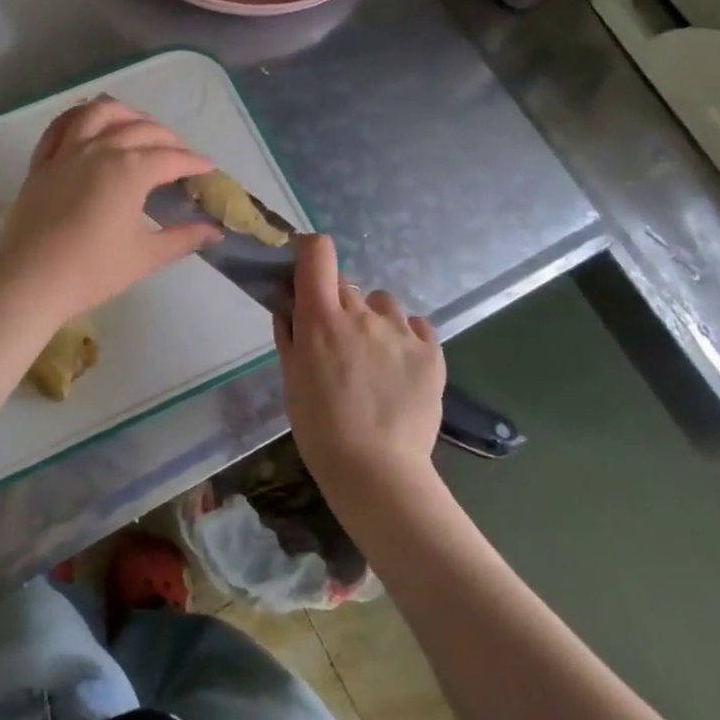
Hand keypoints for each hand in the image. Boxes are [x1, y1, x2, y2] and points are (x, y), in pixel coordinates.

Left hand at [0, 98, 219, 324]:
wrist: (30, 280)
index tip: (207, 167)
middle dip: (167, 138)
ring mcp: (66, 151)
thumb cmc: (92, 270)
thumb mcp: (145, 257)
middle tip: (179, 154)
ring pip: (99, 113)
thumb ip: (182, 239)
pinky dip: (79, 116)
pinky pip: (60, 126)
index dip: (193, 162)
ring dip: (125, 114)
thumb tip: (215, 232)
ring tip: (138, 125)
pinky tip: (89, 122)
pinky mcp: (41, 162)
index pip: (171, 158)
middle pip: (141, 130)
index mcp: (130, 170)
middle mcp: (100, 149)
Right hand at [275, 234, 446, 496]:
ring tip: (374, 356)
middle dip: (337, 303)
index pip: (318, 253)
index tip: (305, 264)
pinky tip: (399, 366)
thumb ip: (289, 332)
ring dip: (373, 318)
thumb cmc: (319, 425)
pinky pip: (416, 325)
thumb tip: (289, 302)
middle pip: (347, 284)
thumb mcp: (291, 377)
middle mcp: (362, 313)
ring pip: (383, 303)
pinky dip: (405, 336)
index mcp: (321, 317)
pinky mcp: (431, 351)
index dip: (310, 250)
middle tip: (336, 340)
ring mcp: (401, 330)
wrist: (375, 469)